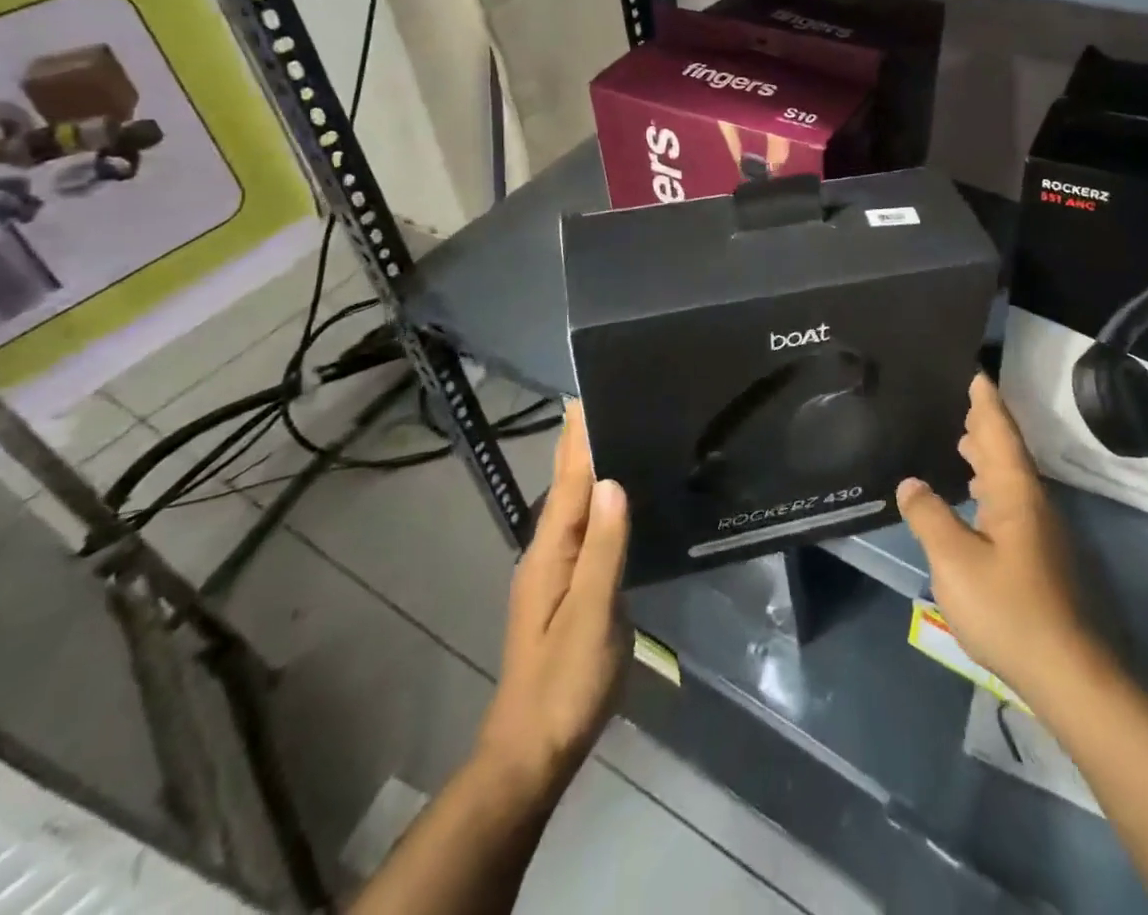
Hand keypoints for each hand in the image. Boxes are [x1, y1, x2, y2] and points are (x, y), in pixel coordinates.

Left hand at [476, 401, 629, 793]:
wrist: (531, 753)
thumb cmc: (563, 683)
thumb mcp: (591, 616)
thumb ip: (604, 549)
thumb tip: (614, 480)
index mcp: (550, 551)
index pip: (569, 479)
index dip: (579, 437)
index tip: (588, 394)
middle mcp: (548, 552)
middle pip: (569, 486)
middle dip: (583, 443)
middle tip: (610, 401)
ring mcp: (555, 572)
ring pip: (576, 506)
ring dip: (591, 468)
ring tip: (617, 435)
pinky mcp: (568, 590)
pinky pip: (586, 529)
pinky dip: (599, 501)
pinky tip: (616, 499)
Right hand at [897, 374, 1093, 703]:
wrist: (1065, 671)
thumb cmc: (1007, 608)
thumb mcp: (954, 561)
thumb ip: (930, 517)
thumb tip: (911, 483)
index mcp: (1014, 492)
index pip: (998, 432)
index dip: (985, 402)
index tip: (974, 372)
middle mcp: (1030, 503)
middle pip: (1007, 450)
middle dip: (986, 422)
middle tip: (963, 398)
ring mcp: (1037, 531)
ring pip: (1009, 477)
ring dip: (988, 453)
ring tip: (962, 438)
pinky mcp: (1036, 555)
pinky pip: (1008, 499)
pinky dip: (989, 483)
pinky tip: (975, 496)